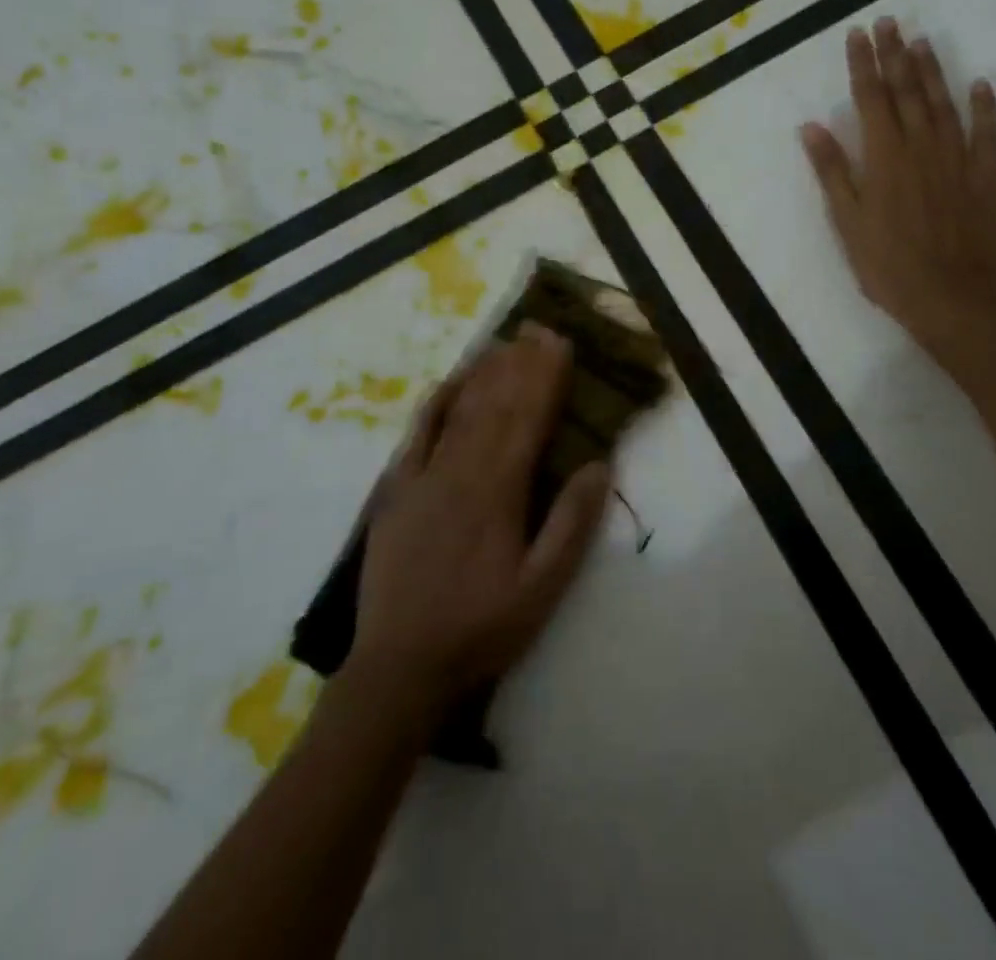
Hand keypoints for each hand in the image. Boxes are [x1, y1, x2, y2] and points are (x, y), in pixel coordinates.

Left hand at [349, 323, 611, 709]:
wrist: (400, 667)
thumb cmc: (481, 628)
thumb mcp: (541, 589)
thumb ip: (570, 525)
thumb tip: (599, 464)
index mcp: (500, 493)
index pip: (529, 420)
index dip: (547, 378)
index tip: (561, 343)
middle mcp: (461, 472)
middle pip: (497, 405)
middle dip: (521, 363)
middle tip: (538, 327)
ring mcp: (424, 477)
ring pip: (461, 411)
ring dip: (485, 371)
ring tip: (506, 340)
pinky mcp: (396, 490)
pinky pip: (418, 433)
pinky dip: (437, 401)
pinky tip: (451, 379)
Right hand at [800, 18, 995, 361]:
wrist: (953, 298)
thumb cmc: (888, 265)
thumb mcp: (847, 223)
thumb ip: (832, 171)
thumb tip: (812, 127)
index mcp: (883, 158)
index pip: (871, 99)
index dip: (864, 64)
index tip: (858, 34)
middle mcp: (921, 148)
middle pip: (907, 92)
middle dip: (895, 55)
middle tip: (889, 22)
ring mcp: (959, 160)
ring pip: (944, 104)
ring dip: (933, 70)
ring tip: (922, 40)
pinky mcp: (989, 177)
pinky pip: (988, 133)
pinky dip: (984, 107)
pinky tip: (980, 85)